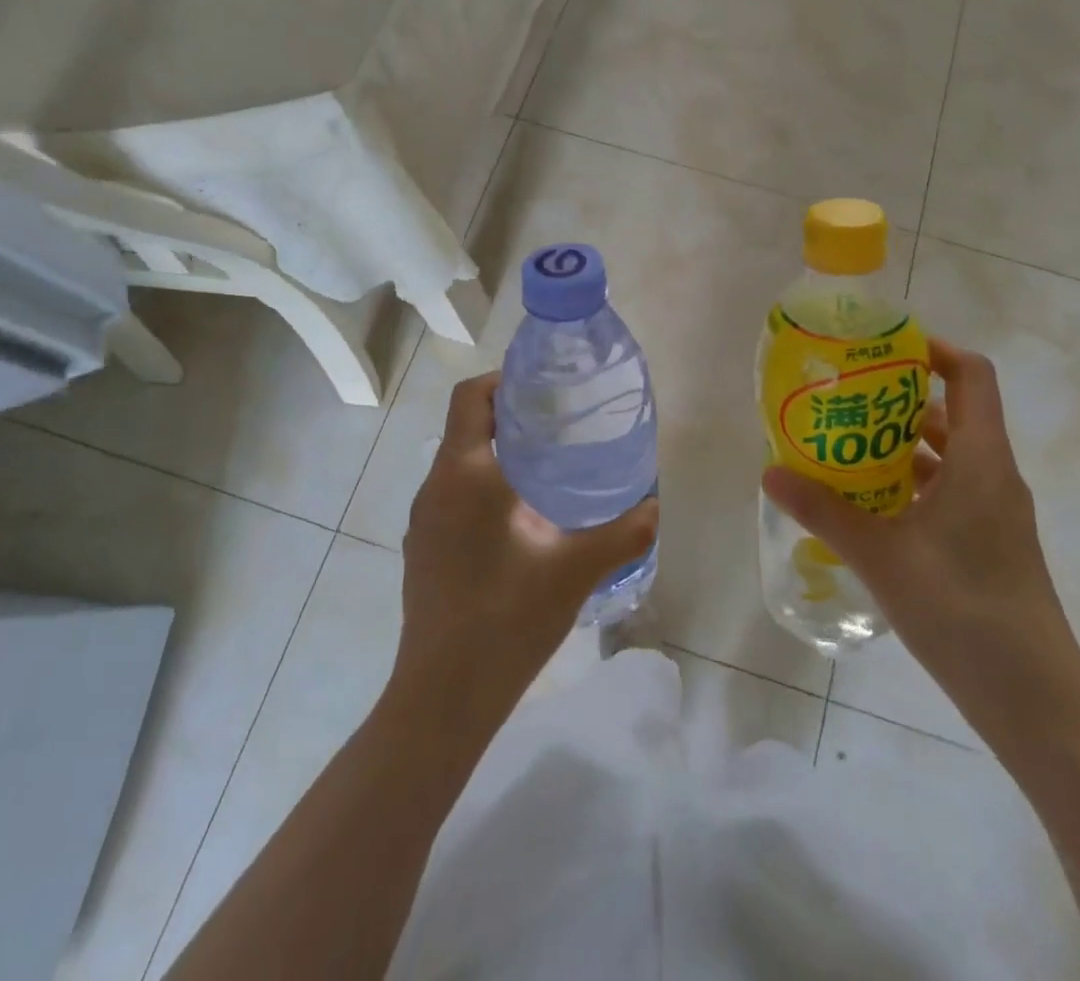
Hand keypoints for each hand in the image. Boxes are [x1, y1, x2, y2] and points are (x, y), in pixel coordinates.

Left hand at [393, 371, 658, 725]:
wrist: (442, 699)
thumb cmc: (506, 620)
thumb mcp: (574, 571)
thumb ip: (622, 534)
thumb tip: (655, 505)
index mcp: (464, 475)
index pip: (470, 398)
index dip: (503, 380)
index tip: (545, 388)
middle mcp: (435, 488)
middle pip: (466, 427)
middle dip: (510, 416)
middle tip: (561, 424)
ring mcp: (424, 522)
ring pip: (459, 464)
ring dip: (498, 453)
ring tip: (549, 467)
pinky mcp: (424, 551)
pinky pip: (454, 497)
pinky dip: (485, 487)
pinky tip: (522, 520)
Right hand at [762, 339, 1079, 747]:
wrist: (1035, 702)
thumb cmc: (962, 610)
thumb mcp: (882, 556)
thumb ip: (824, 511)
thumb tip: (770, 473)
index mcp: (981, 460)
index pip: (972, 375)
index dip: (935, 350)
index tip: (885, 349)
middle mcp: (995, 476)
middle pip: (955, 413)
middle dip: (900, 399)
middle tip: (846, 397)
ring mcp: (996, 514)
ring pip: (949, 457)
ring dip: (903, 445)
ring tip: (846, 446)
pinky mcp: (990, 545)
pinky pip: (950, 492)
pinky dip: (913, 485)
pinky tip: (870, 505)